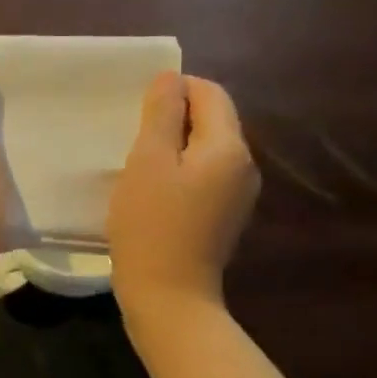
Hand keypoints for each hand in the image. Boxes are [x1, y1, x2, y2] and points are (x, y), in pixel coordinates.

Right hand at [108, 73, 258, 314]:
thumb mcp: (147, 162)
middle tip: (132, 136)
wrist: (169, 298)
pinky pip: (204, 176)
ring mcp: (238, 195)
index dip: (175, 89)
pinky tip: (153, 191)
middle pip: (212, 120)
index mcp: (229, 148)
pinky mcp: (224, 217)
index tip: (138, 109)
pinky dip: (180, 172)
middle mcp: (244, 166)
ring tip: (138, 164)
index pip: (211, 93)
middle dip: (174, 118)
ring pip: (206, 150)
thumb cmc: (151, 226)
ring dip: (174, 146)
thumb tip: (171, 78)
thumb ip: (161, 114)